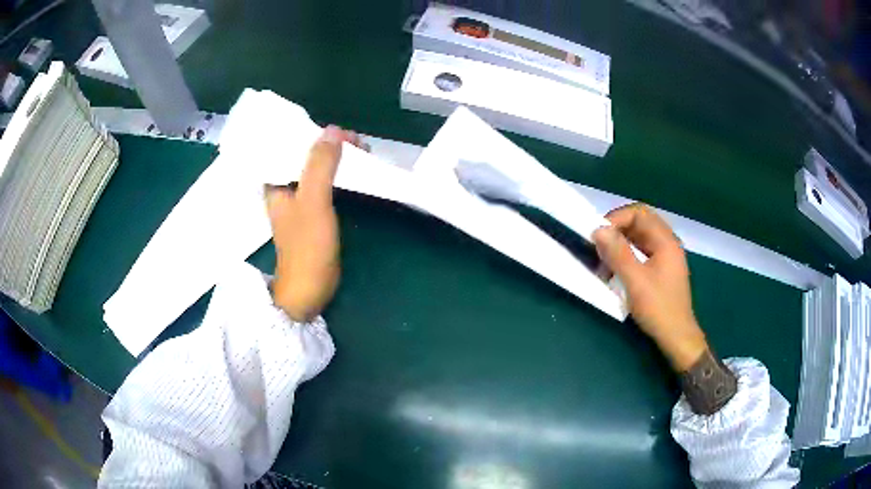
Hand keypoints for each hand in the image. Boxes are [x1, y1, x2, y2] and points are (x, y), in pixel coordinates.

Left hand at [265, 126, 362, 321]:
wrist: (308, 289)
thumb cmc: (307, 246)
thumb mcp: (314, 201)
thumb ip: (320, 165)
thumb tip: (333, 130)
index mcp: (275, 183)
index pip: (289, 147)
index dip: (312, 134)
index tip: (340, 132)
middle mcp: (283, 189)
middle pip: (304, 157)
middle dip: (329, 146)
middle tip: (357, 141)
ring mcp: (298, 202)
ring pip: (316, 171)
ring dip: (336, 160)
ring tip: (361, 151)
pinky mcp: (311, 213)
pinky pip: (324, 185)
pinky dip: (338, 176)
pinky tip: (353, 172)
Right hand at [592, 203, 707, 371]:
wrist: (677, 337)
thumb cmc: (658, 308)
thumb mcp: (635, 281)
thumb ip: (618, 253)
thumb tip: (598, 230)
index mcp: (666, 241)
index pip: (639, 214)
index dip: (617, 219)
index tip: (598, 235)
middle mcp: (667, 244)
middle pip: (640, 224)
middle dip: (617, 231)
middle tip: (598, 245)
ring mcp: (665, 258)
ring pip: (639, 239)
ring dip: (620, 245)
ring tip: (603, 261)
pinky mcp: (661, 271)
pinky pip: (641, 254)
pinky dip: (626, 257)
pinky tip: (615, 272)